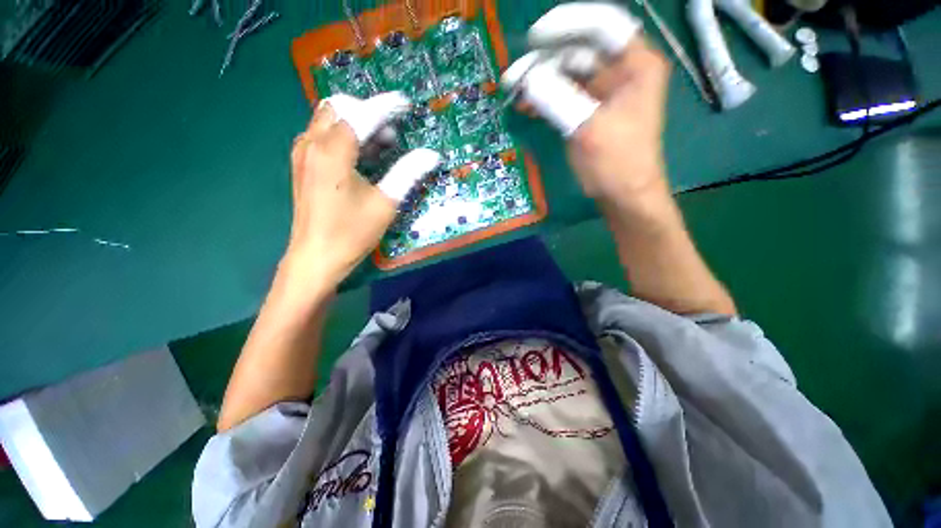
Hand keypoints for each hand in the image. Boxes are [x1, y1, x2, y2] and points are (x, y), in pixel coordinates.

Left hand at [285, 93, 439, 286]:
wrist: (315, 258)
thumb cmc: (351, 233)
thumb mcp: (385, 204)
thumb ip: (407, 173)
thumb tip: (431, 155)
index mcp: (332, 152)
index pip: (361, 115)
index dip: (385, 106)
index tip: (406, 104)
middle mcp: (311, 144)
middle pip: (339, 108)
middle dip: (368, 112)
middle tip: (393, 134)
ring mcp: (303, 153)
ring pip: (329, 119)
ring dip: (357, 124)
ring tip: (383, 145)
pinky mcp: (303, 164)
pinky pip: (323, 135)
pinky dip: (345, 135)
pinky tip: (364, 156)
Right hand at [504, 3, 670, 210]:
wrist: (622, 195)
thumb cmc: (617, 163)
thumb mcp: (589, 129)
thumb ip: (558, 99)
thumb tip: (528, 79)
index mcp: (636, 65)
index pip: (602, 25)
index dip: (568, 24)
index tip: (535, 38)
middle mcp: (620, 71)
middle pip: (578, 50)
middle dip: (544, 61)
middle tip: (514, 76)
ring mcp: (601, 92)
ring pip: (566, 73)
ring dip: (539, 80)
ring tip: (513, 90)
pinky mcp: (586, 111)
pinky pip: (562, 95)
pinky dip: (543, 98)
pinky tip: (525, 105)